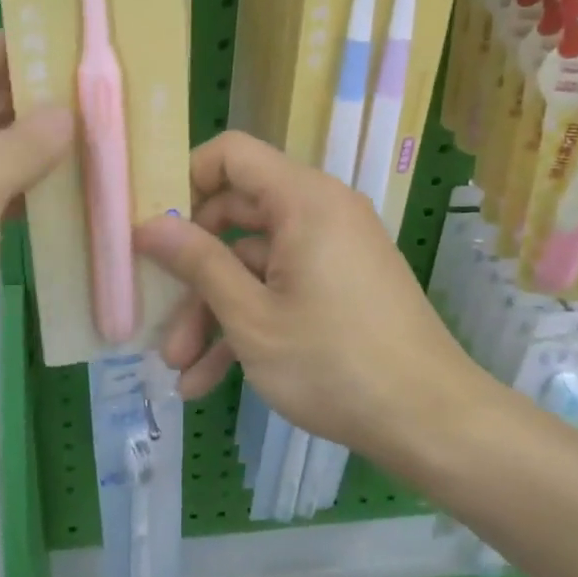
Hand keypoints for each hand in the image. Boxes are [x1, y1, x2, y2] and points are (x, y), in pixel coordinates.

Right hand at [134, 132, 475, 458]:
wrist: (431, 422)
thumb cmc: (332, 362)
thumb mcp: (250, 316)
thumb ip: (196, 262)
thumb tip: (146, 225)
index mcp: (302, 199)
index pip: (231, 154)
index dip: (185, 181)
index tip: (154, 227)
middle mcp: (320, 212)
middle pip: (235, 217)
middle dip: (193, 273)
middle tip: (162, 319)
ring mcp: (333, 251)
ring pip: (254, 263)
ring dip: (215, 312)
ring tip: (180, 369)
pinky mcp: (341, 286)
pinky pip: (283, 288)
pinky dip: (250, 324)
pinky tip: (210, 381)